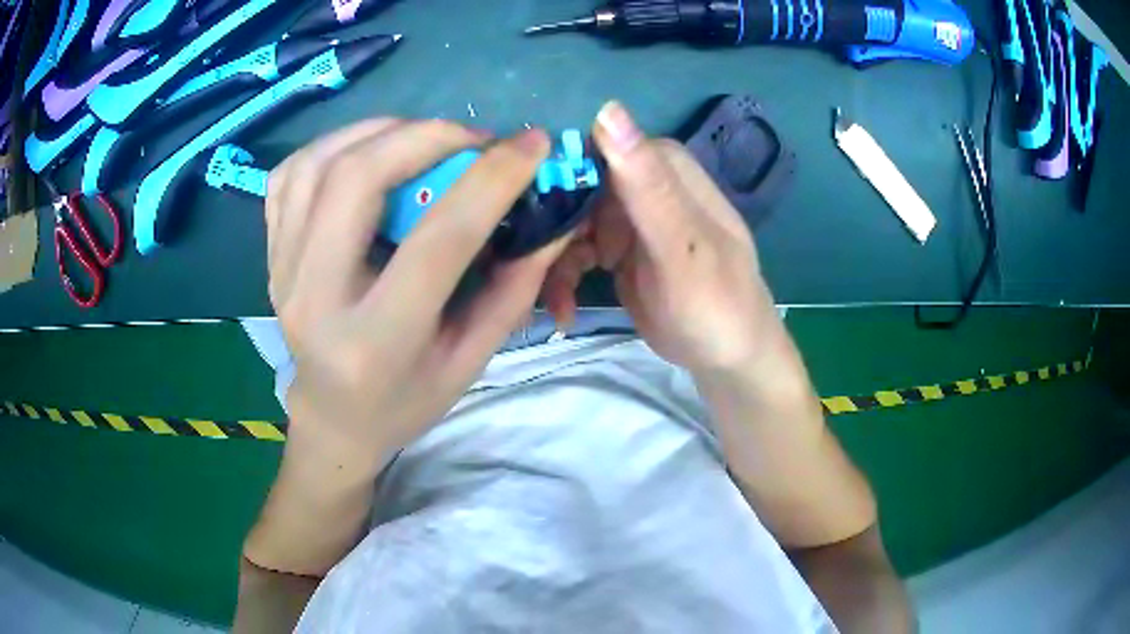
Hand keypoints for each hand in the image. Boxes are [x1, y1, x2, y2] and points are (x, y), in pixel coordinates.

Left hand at [267, 119, 564, 461]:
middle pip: (358, 179)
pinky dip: (335, 144)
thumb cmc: (406, 399)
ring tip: (425, 138)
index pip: (438, 240)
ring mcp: (283, 270)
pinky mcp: (270, 253)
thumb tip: (551, 217)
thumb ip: (513, 289)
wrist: (334, 417)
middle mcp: (315, 298)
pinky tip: (369, 152)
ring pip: (320, 163)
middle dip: (427, 136)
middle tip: (473, 139)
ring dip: (381, 131)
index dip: (492, 180)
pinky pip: (292, 173)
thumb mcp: (470, 360)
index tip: (532, 144)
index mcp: (376, 341)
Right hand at [544, 102, 784, 377]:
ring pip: (572, 223)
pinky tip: (563, 310)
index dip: (564, 169)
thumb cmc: (715, 304)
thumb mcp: (680, 244)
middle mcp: (646, 188)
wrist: (726, 360)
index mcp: (666, 172)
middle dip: (554, 224)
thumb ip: (647, 182)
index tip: (530, 198)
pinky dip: (565, 280)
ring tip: (555, 300)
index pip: (602, 147)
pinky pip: (577, 254)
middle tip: (534, 262)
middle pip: (579, 186)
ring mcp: (630, 222)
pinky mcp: (617, 254)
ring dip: (556, 261)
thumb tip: (608, 108)